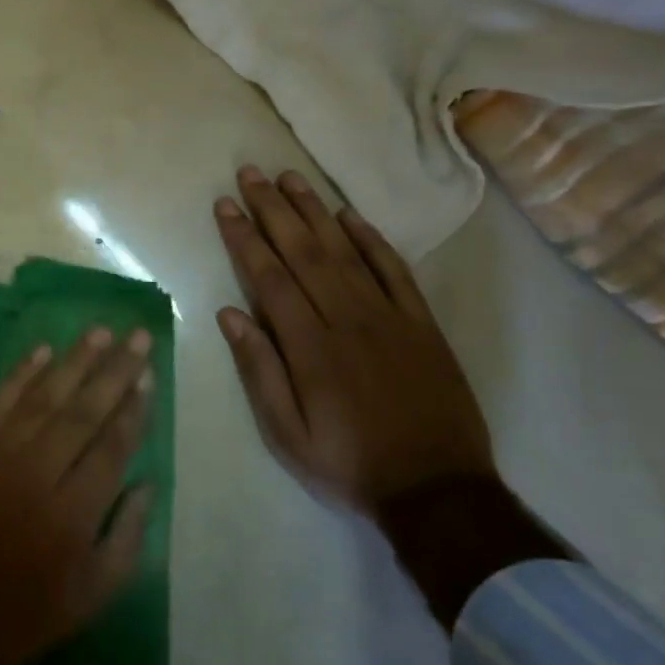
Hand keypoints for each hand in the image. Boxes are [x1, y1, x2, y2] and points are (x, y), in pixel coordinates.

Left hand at [0, 329, 155, 664]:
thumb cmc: (17, 614)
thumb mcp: (88, 599)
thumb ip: (125, 539)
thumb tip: (147, 483)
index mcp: (73, 514)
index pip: (112, 446)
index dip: (133, 409)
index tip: (148, 374)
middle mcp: (38, 472)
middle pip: (84, 411)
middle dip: (115, 371)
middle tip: (138, 336)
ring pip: (44, 396)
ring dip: (75, 361)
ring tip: (101, 332)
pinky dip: (21, 372)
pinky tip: (43, 349)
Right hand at [213, 165, 494, 511]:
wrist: (439, 491)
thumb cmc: (349, 464)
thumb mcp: (287, 434)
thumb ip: (259, 371)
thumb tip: (230, 314)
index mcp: (310, 346)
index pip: (268, 276)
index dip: (244, 237)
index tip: (226, 205)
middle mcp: (347, 318)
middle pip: (303, 251)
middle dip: (272, 209)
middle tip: (251, 173)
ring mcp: (388, 316)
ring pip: (345, 250)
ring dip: (314, 211)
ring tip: (290, 177)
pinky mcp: (421, 323)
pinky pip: (394, 269)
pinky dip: (371, 239)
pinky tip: (349, 215)